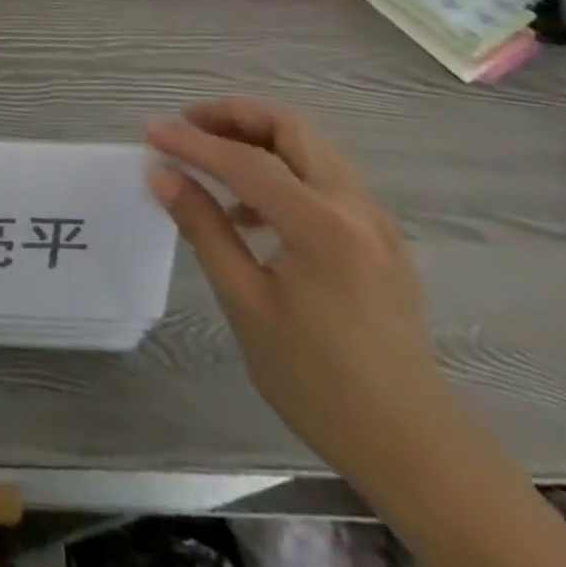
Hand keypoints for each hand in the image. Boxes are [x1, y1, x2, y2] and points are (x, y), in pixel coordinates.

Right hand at [144, 98, 446, 491]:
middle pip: (291, 129)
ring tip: (212, 158)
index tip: (150, 132)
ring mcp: (376, 221)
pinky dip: (284, 167)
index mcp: (323, 226)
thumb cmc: (319, 380)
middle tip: (187, 124)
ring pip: (312, 147)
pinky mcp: (382, 238)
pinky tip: (252, 207)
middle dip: (234, 116)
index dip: (192, 141)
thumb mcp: (246, 302)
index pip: (245, 160)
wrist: (415, 450)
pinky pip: (326, 177)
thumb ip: (203, 227)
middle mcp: (356, 208)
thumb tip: (162, 173)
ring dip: (259, 137)